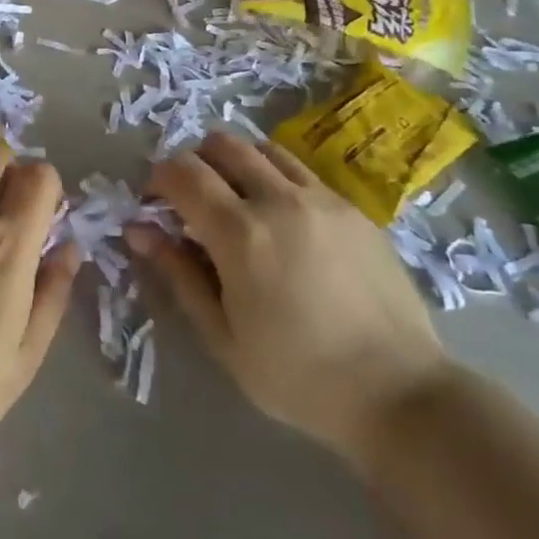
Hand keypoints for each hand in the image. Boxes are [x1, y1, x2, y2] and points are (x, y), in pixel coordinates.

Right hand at [130, 132, 451, 472]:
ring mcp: (322, 198)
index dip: (158, 180)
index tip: (155, 206)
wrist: (399, 393)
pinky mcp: (353, 208)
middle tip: (191, 201)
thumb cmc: (298, 376)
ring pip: (262, 148)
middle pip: (221, 145)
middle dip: (194, 162)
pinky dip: (274, 177)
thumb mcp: (223, 337)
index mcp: (240, 234)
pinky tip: (280, 219)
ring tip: (235, 202)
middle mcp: (279, 200)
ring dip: (235, 163)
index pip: (183, 173)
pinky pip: (300, 170)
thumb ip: (178, 274)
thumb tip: (138, 230)